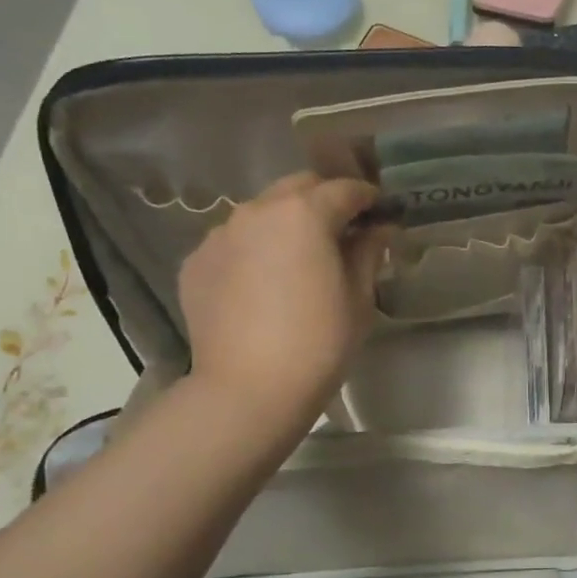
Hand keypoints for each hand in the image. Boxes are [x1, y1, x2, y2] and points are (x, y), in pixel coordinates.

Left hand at [178, 174, 388, 422]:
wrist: (249, 389)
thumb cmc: (319, 343)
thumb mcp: (358, 298)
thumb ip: (368, 253)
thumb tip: (379, 229)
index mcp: (304, 213)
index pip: (344, 189)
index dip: (367, 198)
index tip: (380, 212)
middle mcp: (257, 210)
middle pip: (298, 188)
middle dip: (323, 201)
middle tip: (342, 232)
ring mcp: (219, 235)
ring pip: (261, 214)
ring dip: (285, 225)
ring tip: (298, 260)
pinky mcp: (196, 263)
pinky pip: (234, 244)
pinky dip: (254, 251)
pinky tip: (263, 285)